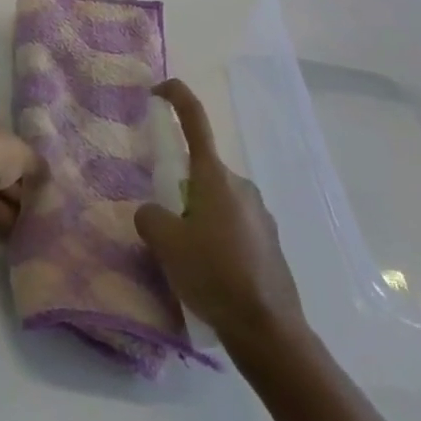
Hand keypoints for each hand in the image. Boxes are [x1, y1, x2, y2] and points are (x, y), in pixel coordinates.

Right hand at [134, 79, 305, 348]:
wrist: (269, 330)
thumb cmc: (215, 275)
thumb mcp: (166, 244)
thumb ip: (150, 217)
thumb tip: (154, 213)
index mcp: (215, 176)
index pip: (195, 120)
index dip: (177, 96)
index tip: (158, 89)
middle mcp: (240, 186)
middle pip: (201, 172)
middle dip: (181, 191)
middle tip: (165, 228)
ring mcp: (260, 214)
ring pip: (217, 203)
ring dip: (199, 219)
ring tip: (188, 262)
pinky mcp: (270, 243)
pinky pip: (234, 228)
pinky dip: (218, 241)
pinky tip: (212, 277)